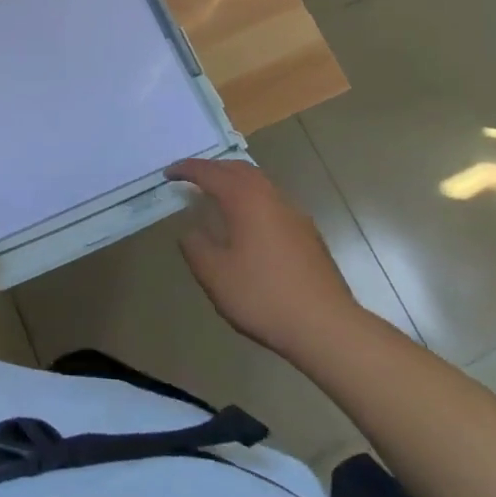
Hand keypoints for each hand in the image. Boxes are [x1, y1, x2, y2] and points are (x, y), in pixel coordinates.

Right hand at [167, 157, 366, 359]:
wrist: (327, 328)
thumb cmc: (263, 296)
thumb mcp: (214, 274)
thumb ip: (195, 246)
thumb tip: (191, 231)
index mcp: (245, 200)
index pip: (210, 172)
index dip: (186, 169)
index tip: (168, 174)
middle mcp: (271, 198)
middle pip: (239, 169)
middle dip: (213, 169)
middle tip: (191, 179)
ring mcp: (295, 215)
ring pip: (260, 184)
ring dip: (235, 183)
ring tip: (217, 198)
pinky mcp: (309, 235)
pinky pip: (273, 203)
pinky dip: (252, 201)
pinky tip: (248, 226)